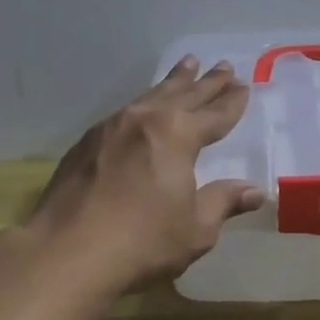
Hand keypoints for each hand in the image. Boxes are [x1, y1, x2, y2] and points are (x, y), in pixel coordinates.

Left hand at [29, 56, 263, 288]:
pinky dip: (143, 104)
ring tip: (187, 65)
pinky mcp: (85, 144)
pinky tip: (142, 108)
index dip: (231, 103)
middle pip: (183, 95)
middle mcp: (145, 121)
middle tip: (224, 66)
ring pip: (150, 97)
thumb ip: (223, 202)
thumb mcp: (196, 228)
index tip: (244, 87)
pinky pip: (124, 113)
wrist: (66, 253)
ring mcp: (110, 128)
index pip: (214, 115)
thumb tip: (254, 191)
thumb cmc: (142, 242)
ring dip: (173, 82)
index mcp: (178, 135)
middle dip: (206, 83)